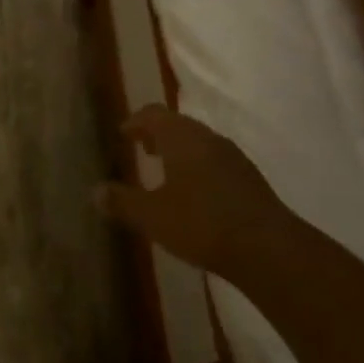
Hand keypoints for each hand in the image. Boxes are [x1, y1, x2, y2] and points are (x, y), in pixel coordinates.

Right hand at [97, 107, 291, 280]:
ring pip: (199, 142)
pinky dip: (199, 167)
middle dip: (158, 134)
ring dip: (180, 151)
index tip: (124, 133)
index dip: (135, 121)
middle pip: (177, 124)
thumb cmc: (202, 224)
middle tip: (142, 149)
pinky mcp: (249, 177)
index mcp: (180, 136)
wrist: (268, 248)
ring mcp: (232, 155)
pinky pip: (216, 160)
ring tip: (167, 172)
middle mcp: (207, 137)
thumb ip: (123, 202)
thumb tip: (95, 191)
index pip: (153, 113)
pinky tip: (196, 194)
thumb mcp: (153, 217)